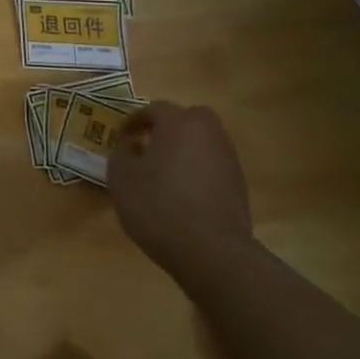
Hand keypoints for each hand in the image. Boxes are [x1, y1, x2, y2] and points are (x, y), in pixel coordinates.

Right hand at [107, 102, 253, 267]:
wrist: (210, 249)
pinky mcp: (238, 183)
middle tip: (148, 145)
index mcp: (178, 124)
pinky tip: (182, 192)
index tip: (121, 136)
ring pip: (202, 141)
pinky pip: (212, 164)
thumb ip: (121, 152)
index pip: (154, 109)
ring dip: (183, 148)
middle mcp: (208, 133)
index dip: (134, 120)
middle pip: (188, 118)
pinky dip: (196, 169)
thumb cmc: (157, 206)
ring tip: (163, 171)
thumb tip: (130, 143)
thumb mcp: (122, 178)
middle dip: (167, 127)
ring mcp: (228, 158)